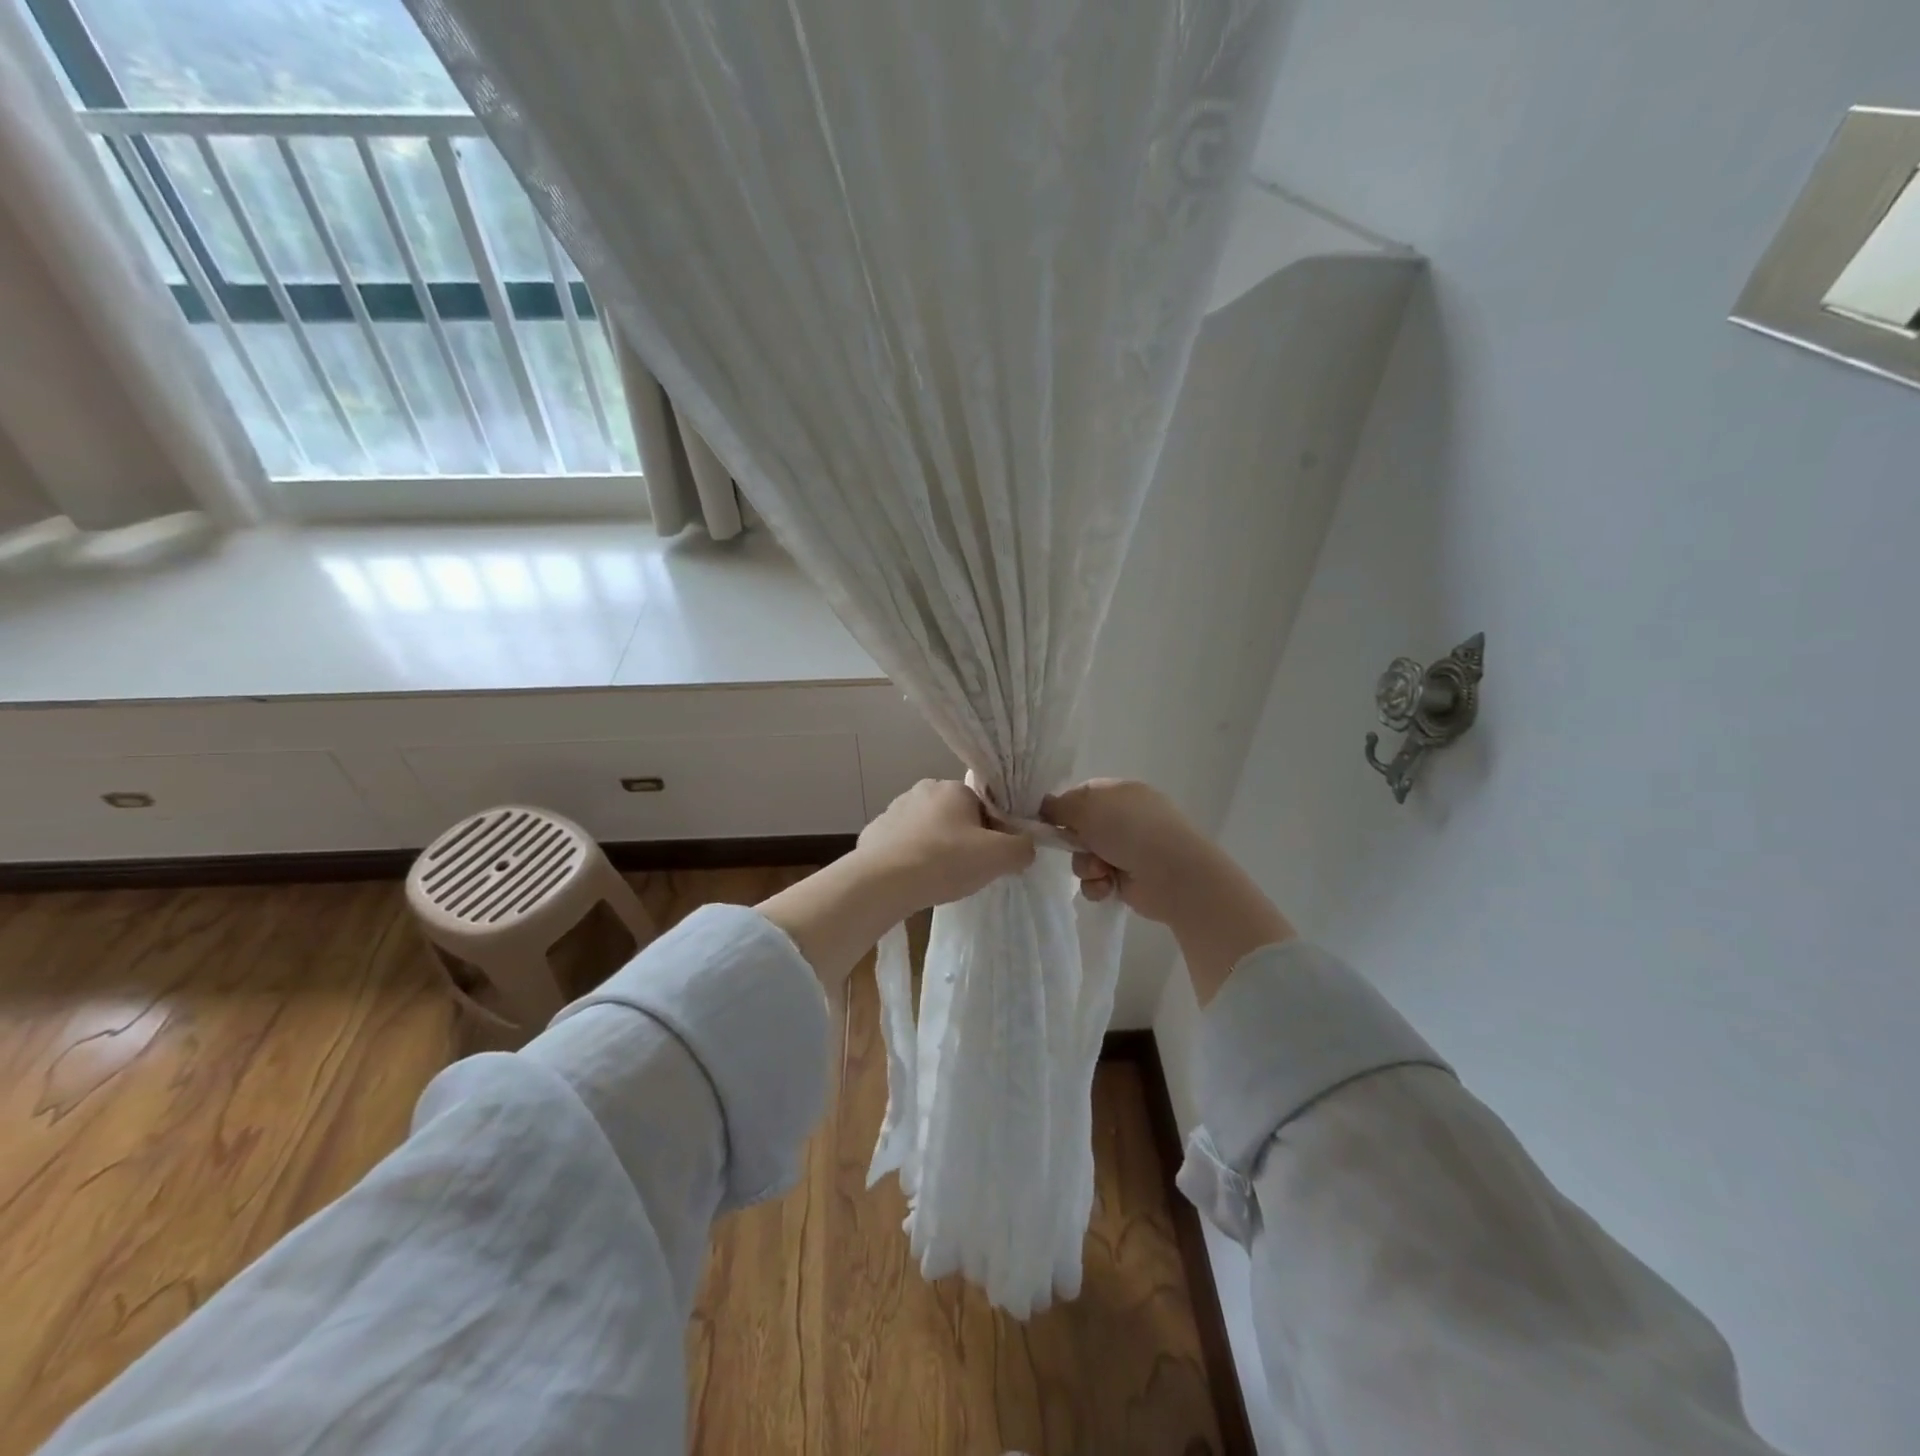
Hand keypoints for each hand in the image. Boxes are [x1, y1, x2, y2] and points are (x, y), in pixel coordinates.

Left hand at [855, 779, 1036, 915]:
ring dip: (934, 848)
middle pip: (954, 817)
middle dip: (962, 839)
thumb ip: (1022, 848)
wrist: (883, 882)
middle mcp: (922, 790)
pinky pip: (901, 844)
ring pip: (927, 830)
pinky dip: (909, 859)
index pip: (983, 806)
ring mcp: (893, 810)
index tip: (990, 858)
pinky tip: (912, 880)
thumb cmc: (945, 861)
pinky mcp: (874, 833)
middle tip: (966, 870)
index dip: (992, 833)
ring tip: (937, 878)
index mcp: (953, 788)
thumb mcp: (999, 857)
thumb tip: (1026, 847)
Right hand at [1039, 779, 1214, 923]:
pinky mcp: (1128, 879)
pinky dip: (1098, 885)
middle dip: (1074, 843)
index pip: (1081, 796)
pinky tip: (1108, 887)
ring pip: (1085, 857)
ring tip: (1101, 871)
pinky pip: (1098, 880)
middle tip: (1078, 847)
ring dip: (1086, 866)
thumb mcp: (1086, 807)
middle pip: (1080, 829)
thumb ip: (1059, 806)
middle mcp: (1124, 819)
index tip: (1046, 821)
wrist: (1171, 874)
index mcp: (1120, 792)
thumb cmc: (1129, 829)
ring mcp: (1128, 849)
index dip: (1062, 808)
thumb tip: (1045, 807)